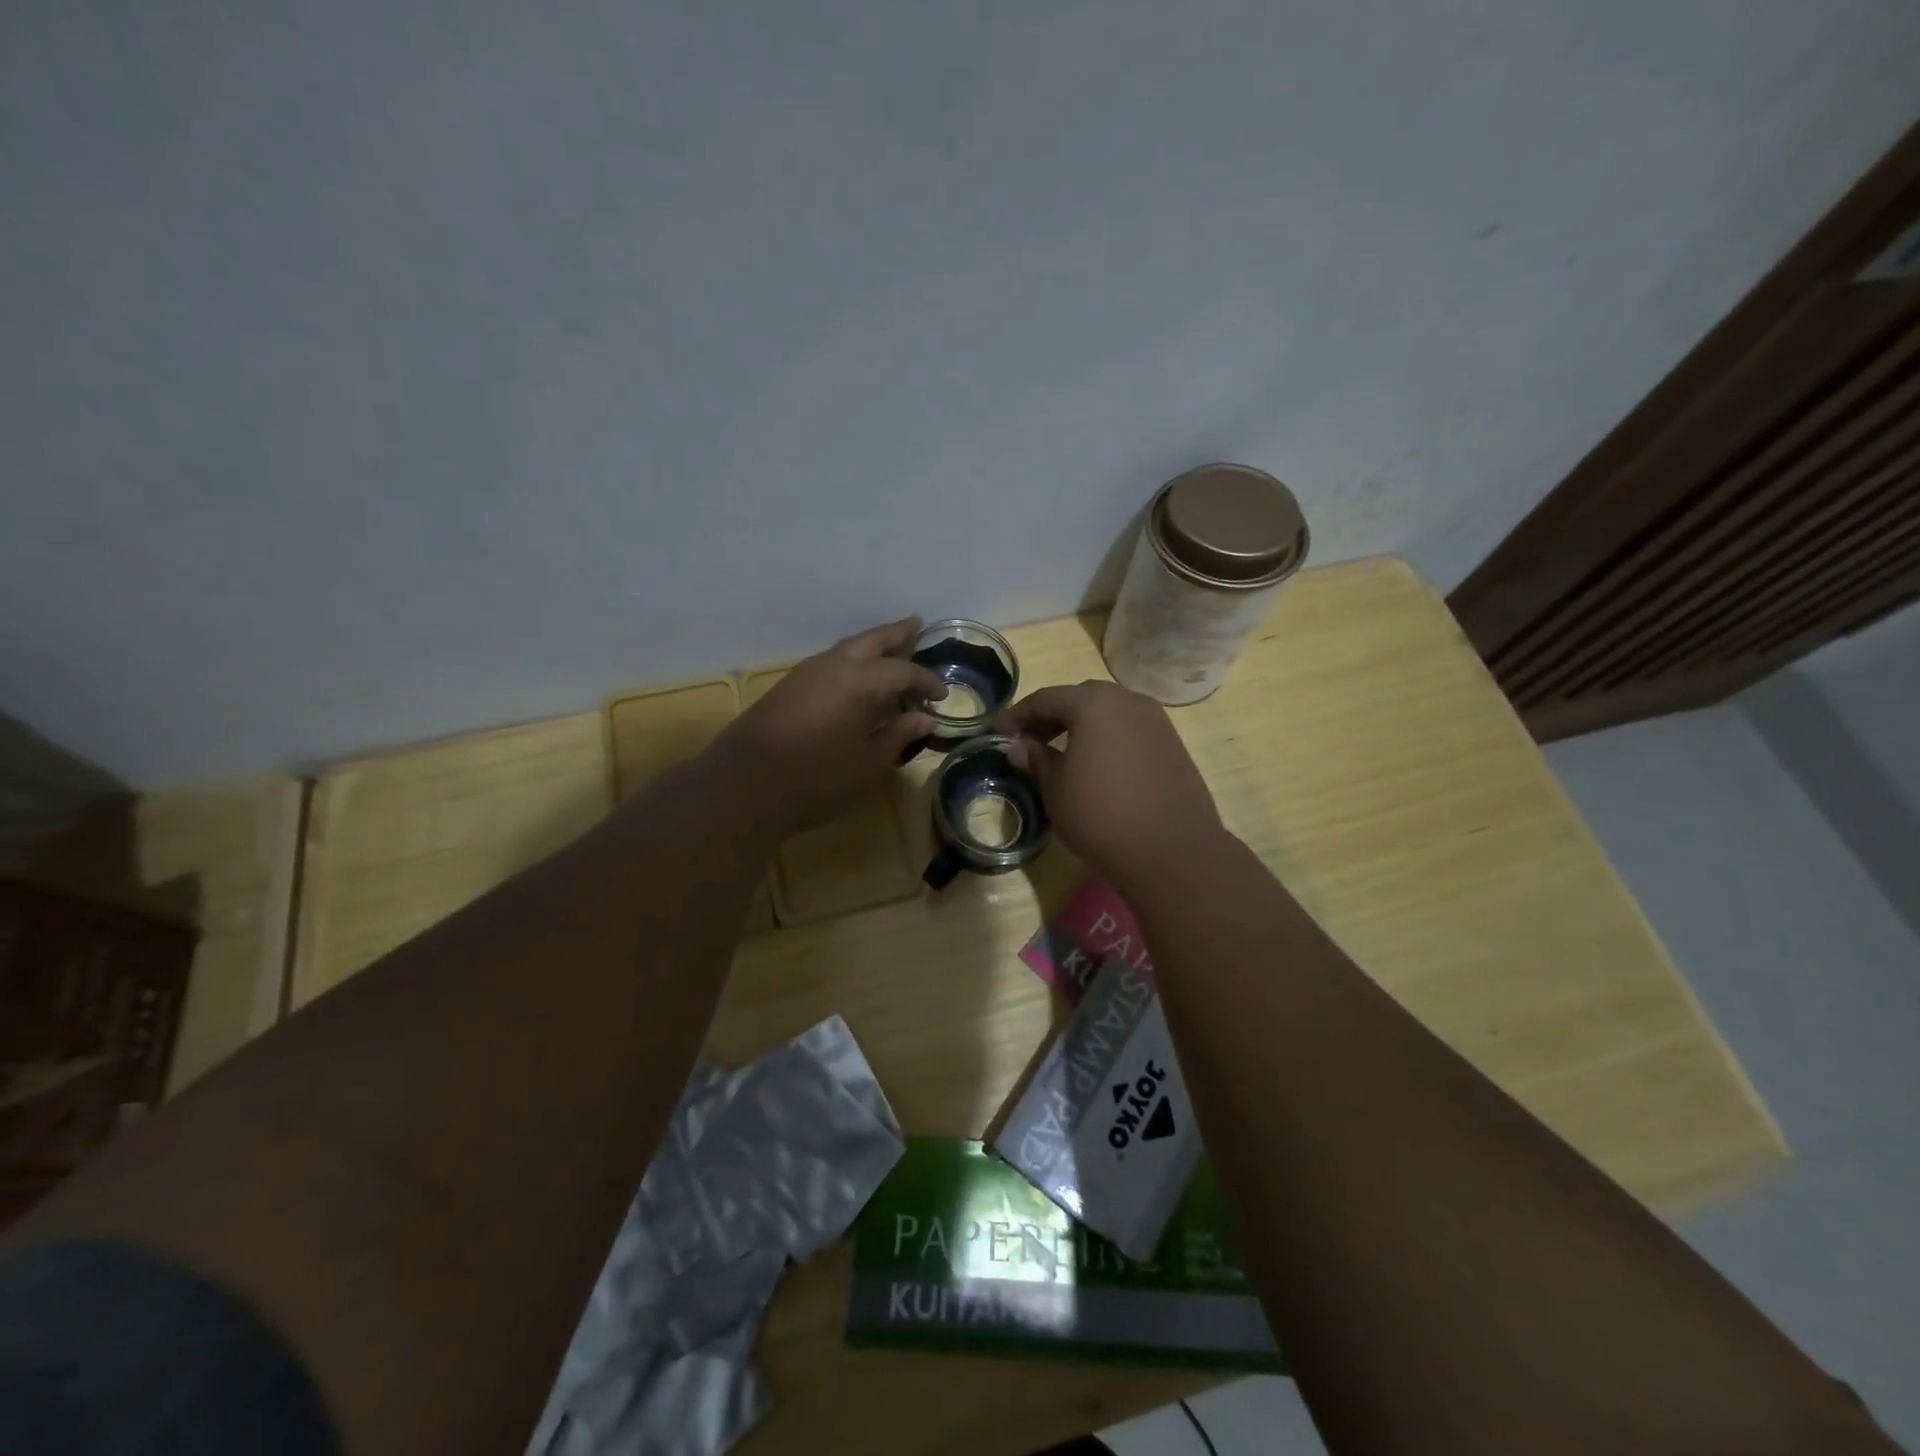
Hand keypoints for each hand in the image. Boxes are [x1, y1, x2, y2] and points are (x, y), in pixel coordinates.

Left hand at [712, 617, 945, 838]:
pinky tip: (857, 680)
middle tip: (917, 623)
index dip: (927, 681)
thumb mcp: (868, 764)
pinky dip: (852, 663)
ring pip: (847, 649)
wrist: (743, 786)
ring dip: (872, 647)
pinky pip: (831, 663)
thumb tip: (925, 717)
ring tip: (891, 651)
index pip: (903, 671)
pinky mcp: (788, 688)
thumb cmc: (815, 779)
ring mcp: (806, 674)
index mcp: (859, 681)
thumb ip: (899, 735)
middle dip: (896, 633)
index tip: (943, 695)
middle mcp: (832, 666)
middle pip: (871, 640)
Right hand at [995, 681, 1223, 888]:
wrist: (1172, 851)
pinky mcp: (1172, 744)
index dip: (1016, 716)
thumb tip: (1019, 746)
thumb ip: (1036, 759)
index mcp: (1093, 703)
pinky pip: (1129, 731)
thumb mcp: (1056, 788)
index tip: (996, 734)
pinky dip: (1106, 739)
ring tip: (1060, 755)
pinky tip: (1096, 767)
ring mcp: (1156, 721)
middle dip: (1050, 718)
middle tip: (1028, 742)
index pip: (1045, 699)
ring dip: (1080, 727)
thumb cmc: (1101, 815)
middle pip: (1079, 699)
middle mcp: (1127, 700)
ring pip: (1107, 713)